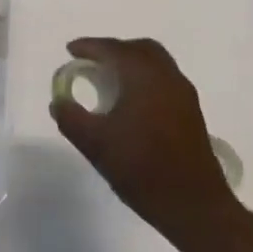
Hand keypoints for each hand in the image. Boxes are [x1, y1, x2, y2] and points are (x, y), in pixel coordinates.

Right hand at [49, 38, 239, 241]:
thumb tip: (58, 102)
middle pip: (140, 49)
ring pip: (156, 64)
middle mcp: (168, 78)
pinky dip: (143, 79)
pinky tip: (129, 102)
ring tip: (107, 81)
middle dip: (114, 50)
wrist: (194, 205)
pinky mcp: (191, 113)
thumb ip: (71, 118)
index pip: (114, 50)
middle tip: (91, 62)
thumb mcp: (95, 144)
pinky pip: (164, 80)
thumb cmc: (142, 168)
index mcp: (145, 78)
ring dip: (131, 64)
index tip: (70, 50)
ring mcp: (183, 95)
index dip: (90, 46)